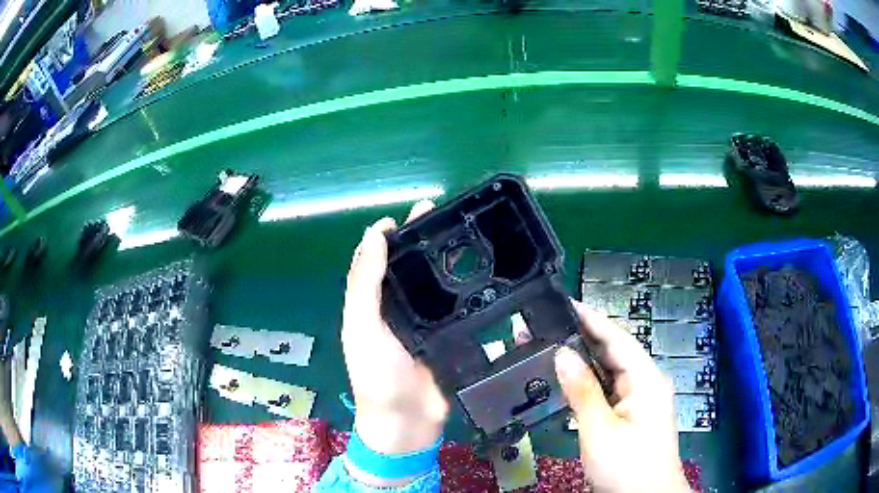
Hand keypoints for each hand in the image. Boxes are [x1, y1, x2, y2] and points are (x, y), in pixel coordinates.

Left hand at [340, 201, 448, 478]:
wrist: (408, 423)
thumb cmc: (377, 376)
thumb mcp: (361, 328)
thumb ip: (364, 284)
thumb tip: (373, 235)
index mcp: (372, 303)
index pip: (382, 258)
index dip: (396, 232)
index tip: (417, 210)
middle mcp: (397, 309)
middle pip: (411, 266)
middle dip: (427, 239)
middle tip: (451, 214)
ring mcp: (425, 324)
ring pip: (436, 284)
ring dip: (449, 261)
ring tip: (472, 237)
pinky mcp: (449, 338)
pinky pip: (457, 309)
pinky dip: (467, 291)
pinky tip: (485, 275)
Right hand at [555, 302, 689, 492]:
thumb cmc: (628, 467)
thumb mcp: (600, 431)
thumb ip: (582, 392)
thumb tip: (561, 353)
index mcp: (646, 379)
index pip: (617, 338)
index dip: (591, 318)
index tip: (562, 302)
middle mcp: (645, 383)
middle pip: (612, 352)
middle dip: (580, 339)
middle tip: (545, 328)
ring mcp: (638, 401)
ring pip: (608, 373)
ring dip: (581, 362)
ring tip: (548, 347)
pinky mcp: (629, 416)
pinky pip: (606, 392)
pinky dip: (586, 384)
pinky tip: (566, 380)